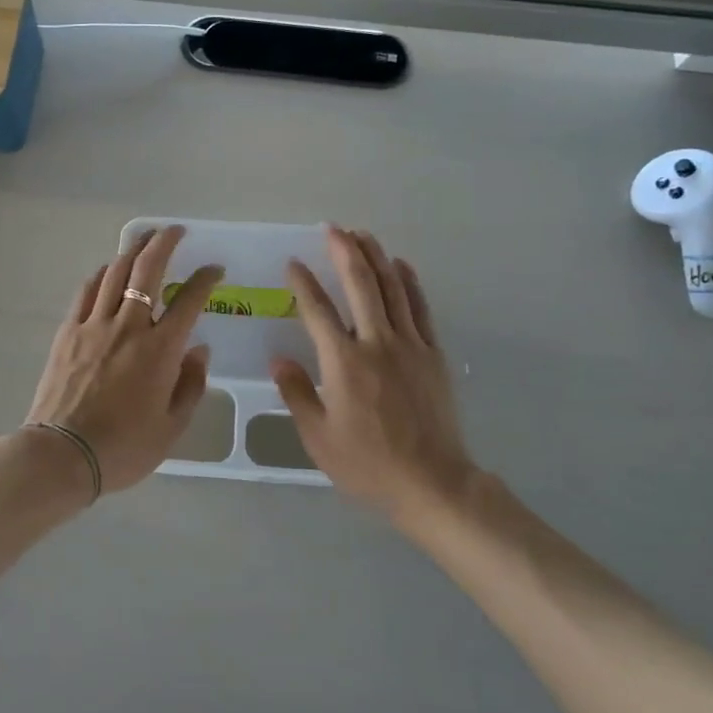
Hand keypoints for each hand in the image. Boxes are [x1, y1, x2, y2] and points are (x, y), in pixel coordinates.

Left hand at [22, 226, 223, 495]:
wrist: (62, 455)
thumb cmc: (123, 448)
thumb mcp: (172, 427)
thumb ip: (190, 385)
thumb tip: (198, 350)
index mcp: (160, 350)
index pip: (190, 300)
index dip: (205, 279)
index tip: (214, 269)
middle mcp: (129, 326)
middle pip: (147, 270)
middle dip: (165, 242)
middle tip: (176, 231)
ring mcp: (94, 325)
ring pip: (115, 273)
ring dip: (133, 250)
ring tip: (144, 239)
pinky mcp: (68, 331)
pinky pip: (86, 291)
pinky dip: (101, 275)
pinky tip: (107, 271)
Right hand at [272, 226, 476, 521]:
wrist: (433, 483)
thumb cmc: (368, 464)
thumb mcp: (318, 437)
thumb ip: (297, 392)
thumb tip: (278, 358)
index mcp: (344, 362)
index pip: (318, 310)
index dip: (303, 283)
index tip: (293, 263)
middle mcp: (376, 343)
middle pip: (360, 286)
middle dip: (344, 252)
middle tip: (332, 229)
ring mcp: (409, 346)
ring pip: (392, 289)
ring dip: (376, 258)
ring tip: (363, 235)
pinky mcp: (433, 354)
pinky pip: (420, 308)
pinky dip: (409, 283)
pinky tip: (400, 266)